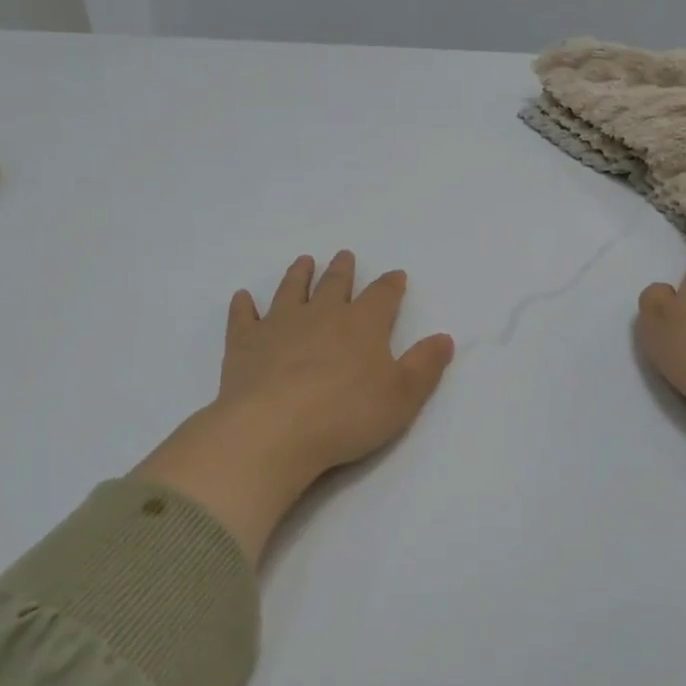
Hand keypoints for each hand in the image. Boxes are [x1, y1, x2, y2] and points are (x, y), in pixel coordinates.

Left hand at [132, 252, 454, 560]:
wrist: (274, 429)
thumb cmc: (346, 415)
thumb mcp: (402, 396)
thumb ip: (424, 366)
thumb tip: (444, 338)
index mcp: (362, 324)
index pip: (382, 296)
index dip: (391, 285)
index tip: (395, 275)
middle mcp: (321, 314)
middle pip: (335, 284)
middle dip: (343, 270)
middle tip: (344, 256)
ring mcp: (279, 325)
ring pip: (291, 290)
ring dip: (299, 275)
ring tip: (303, 261)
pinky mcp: (244, 343)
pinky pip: (243, 317)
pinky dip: (243, 306)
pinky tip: (242, 297)